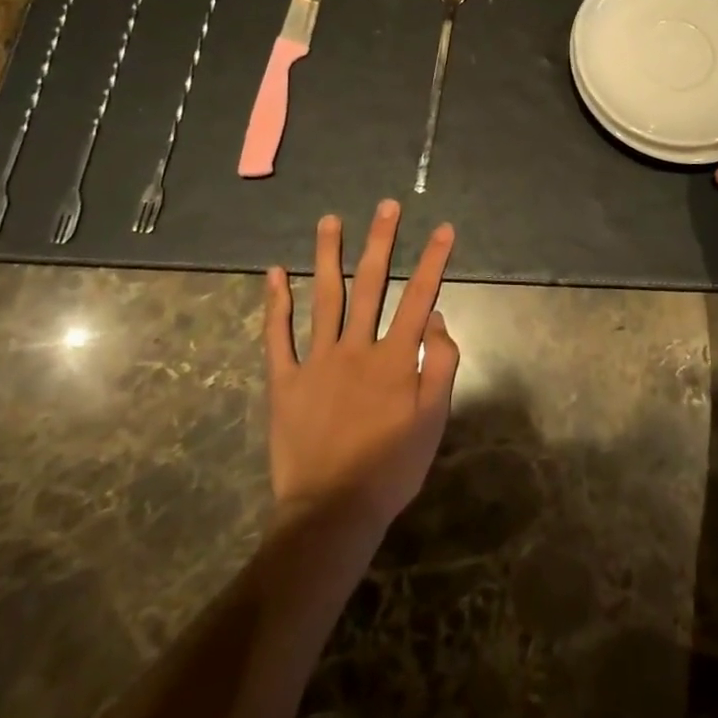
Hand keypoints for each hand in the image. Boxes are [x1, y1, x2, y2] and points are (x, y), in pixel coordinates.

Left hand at [263, 200, 460, 540]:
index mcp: (395, 357)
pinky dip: (275, 304)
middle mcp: (357, 347)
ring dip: (329, 256)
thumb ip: (440, 364)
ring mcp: (317, 360)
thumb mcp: (434, 421)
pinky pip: (278, 336)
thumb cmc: (391, 468)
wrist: (333, 511)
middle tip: (386, 206)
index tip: (443, 228)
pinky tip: (273, 274)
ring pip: (325, 297)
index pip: (419, 296)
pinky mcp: (285, 380)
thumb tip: (434, 318)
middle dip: (381, 241)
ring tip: (330, 221)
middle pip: (371, 283)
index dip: (434, 260)